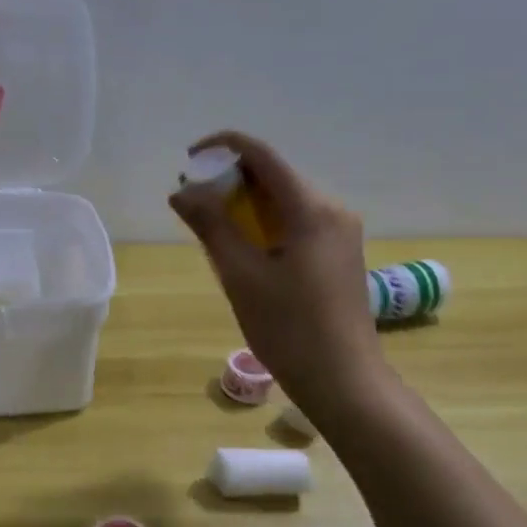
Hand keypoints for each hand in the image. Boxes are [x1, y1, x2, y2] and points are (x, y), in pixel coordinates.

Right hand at [169, 131, 388, 412]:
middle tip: (194, 203)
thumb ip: (211, 227)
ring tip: (213, 228)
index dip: (224, 147)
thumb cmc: (288, 328)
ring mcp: (340, 232)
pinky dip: (266, 223)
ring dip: (247, 204)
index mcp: (312, 209)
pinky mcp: (340, 254)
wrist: (343, 380)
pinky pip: (297, 222)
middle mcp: (332, 210)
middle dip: (231, 180)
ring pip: (285, 200)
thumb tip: (182, 191)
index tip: (189, 160)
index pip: (263, 155)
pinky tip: (245, 249)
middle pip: (275, 176)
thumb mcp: (241, 276)